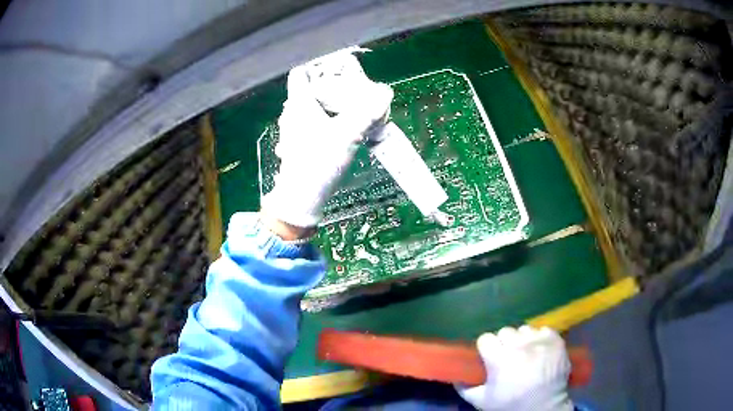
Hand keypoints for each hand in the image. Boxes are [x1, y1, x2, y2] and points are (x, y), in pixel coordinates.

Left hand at [260, 58, 392, 231]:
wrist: (301, 198)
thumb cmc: (319, 162)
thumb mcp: (347, 135)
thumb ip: (368, 112)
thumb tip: (386, 92)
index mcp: (299, 103)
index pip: (301, 72)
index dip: (319, 66)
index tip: (341, 71)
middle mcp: (292, 112)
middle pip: (310, 87)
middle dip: (331, 85)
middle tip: (354, 91)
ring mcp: (293, 129)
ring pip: (312, 105)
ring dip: (331, 104)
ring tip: (353, 110)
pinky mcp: (299, 142)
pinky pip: (313, 121)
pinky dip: (327, 119)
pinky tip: (343, 129)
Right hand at [457, 326, 572, 410]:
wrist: (544, 406)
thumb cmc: (511, 404)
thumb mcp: (482, 401)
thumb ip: (465, 388)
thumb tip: (456, 376)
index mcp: (499, 358)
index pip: (486, 338)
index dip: (486, 348)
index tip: (489, 357)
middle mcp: (519, 344)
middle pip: (505, 331)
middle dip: (504, 343)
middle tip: (508, 356)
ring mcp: (539, 340)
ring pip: (525, 329)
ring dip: (523, 340)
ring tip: (526, 353)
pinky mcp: (555, 339)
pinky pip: (543, 330)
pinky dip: (540, 339)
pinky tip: (540, 351)